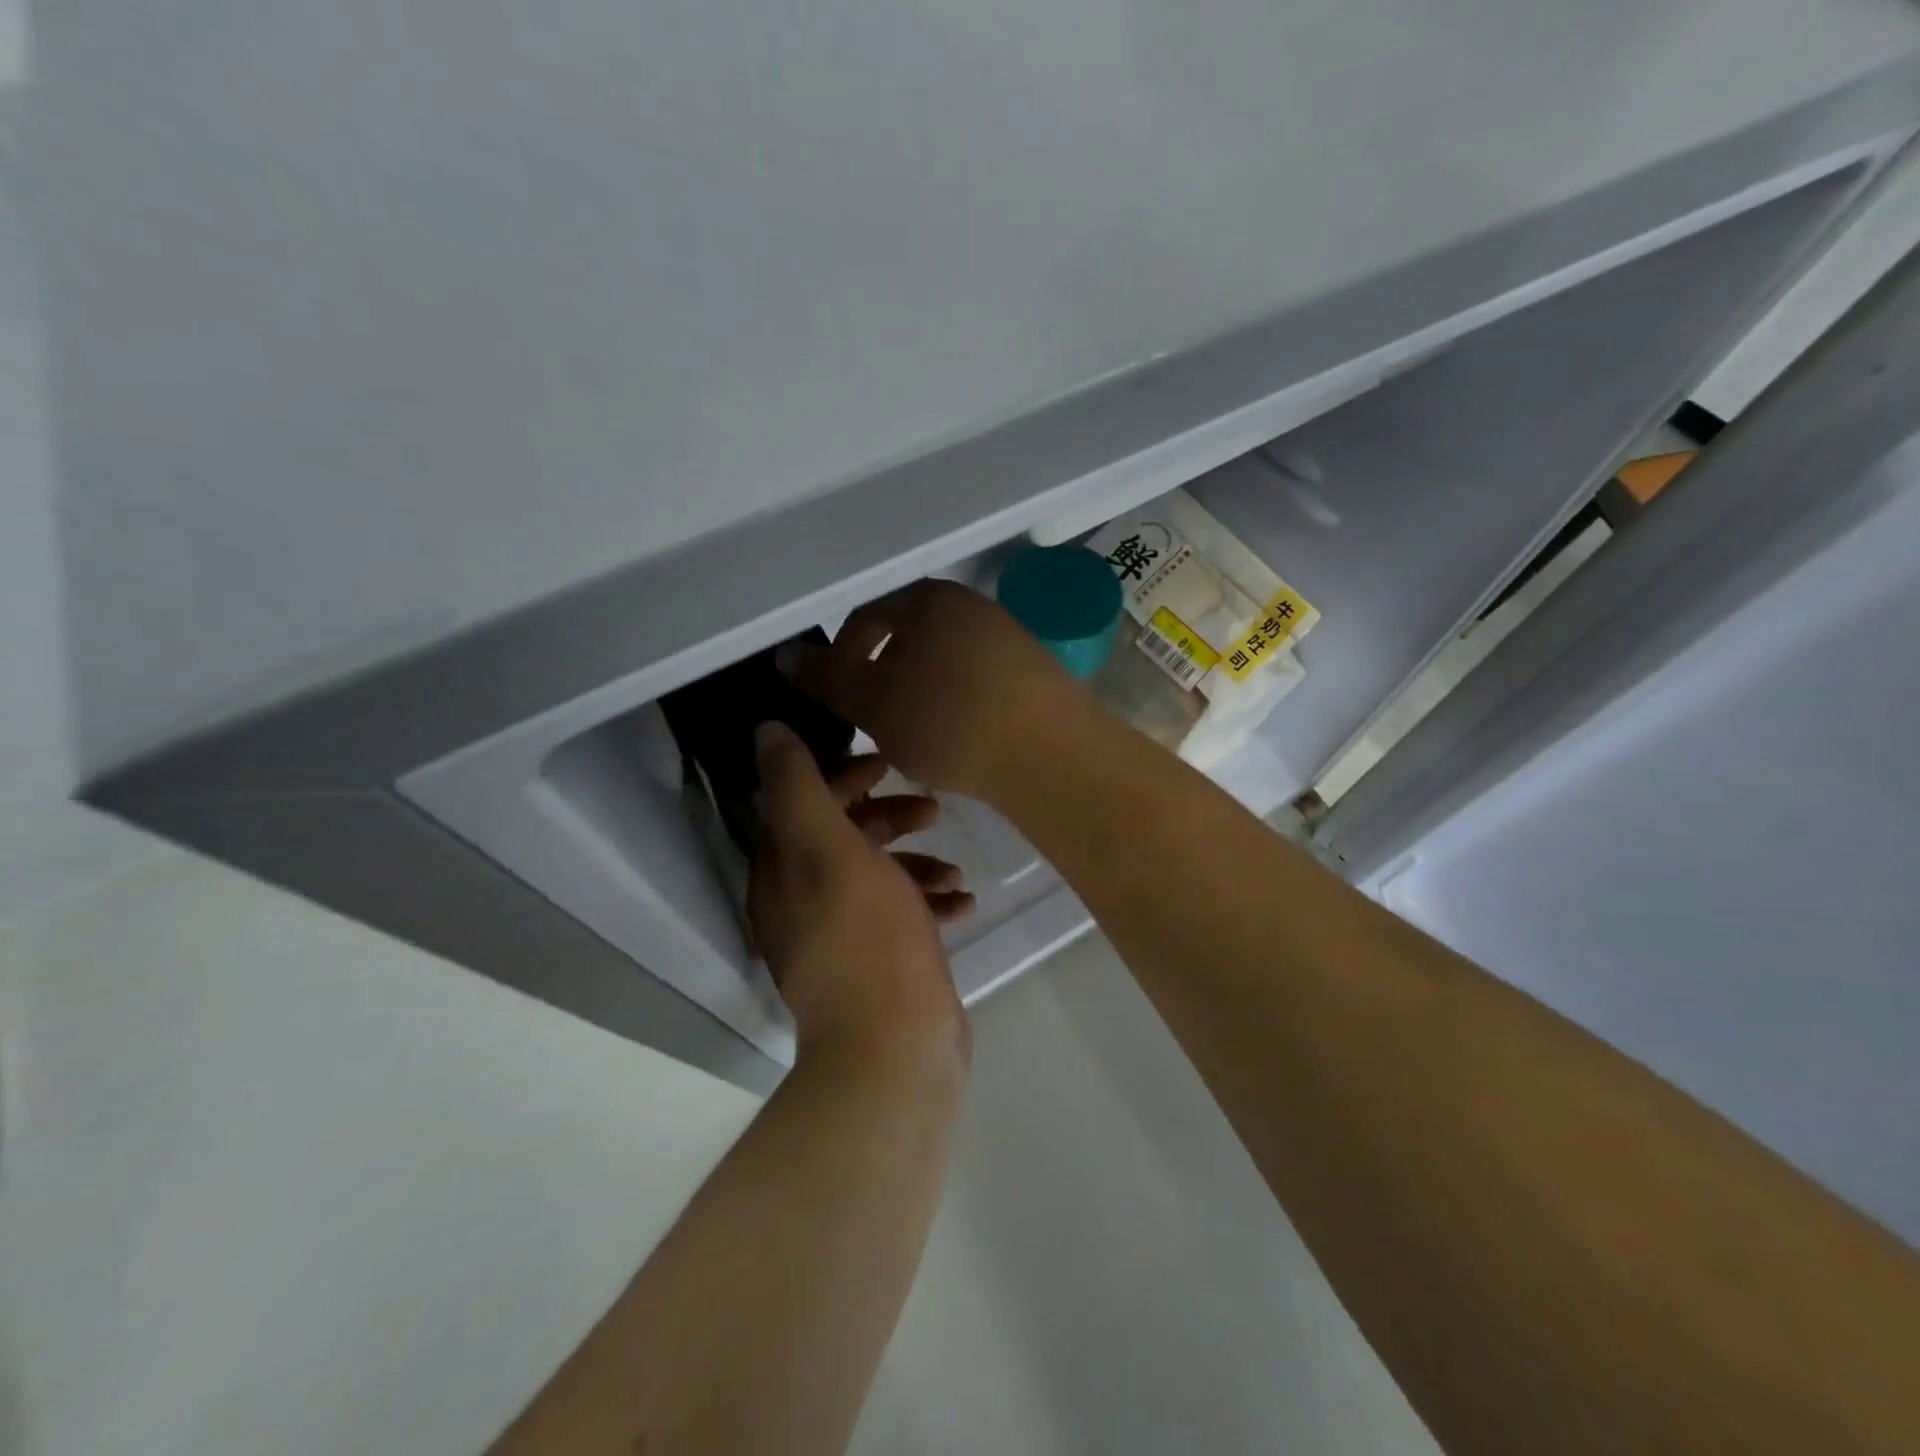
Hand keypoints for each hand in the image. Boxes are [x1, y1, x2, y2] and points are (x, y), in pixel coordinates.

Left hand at [748, 721, 972, 1073]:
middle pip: (843, 836)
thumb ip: (797, 786)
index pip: (803, 801)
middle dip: (888, 817)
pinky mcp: (878, 963)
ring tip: (955, 870)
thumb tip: (765, 730)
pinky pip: (902, 916)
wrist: (895, 1046)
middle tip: (933, 810)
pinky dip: (929, 904)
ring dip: (916, 863)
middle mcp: (802, 901)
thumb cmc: (866, 935)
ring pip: (877, 877)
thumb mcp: (828, 847)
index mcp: (783, 870)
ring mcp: (841, 936)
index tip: (889, 763)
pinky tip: (963, 904)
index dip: (844, 775)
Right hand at [779, 579, 1086, 801]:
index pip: (867, 615)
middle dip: (883, 676)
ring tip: (915, 735)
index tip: (837, 699)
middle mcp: (970, 605)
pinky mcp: (1035, 671)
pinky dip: (957, 702)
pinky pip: (978, 679)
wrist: (1049, 753)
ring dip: (919, 691)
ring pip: (943, 660)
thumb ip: (827, 678)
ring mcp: (1008, 636)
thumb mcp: (874, 703)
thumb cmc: (948, 721)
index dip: (842, 655)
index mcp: (927, 599)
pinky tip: (960, 737)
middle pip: (908, 636)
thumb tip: (787, 654)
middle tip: (873, 721)